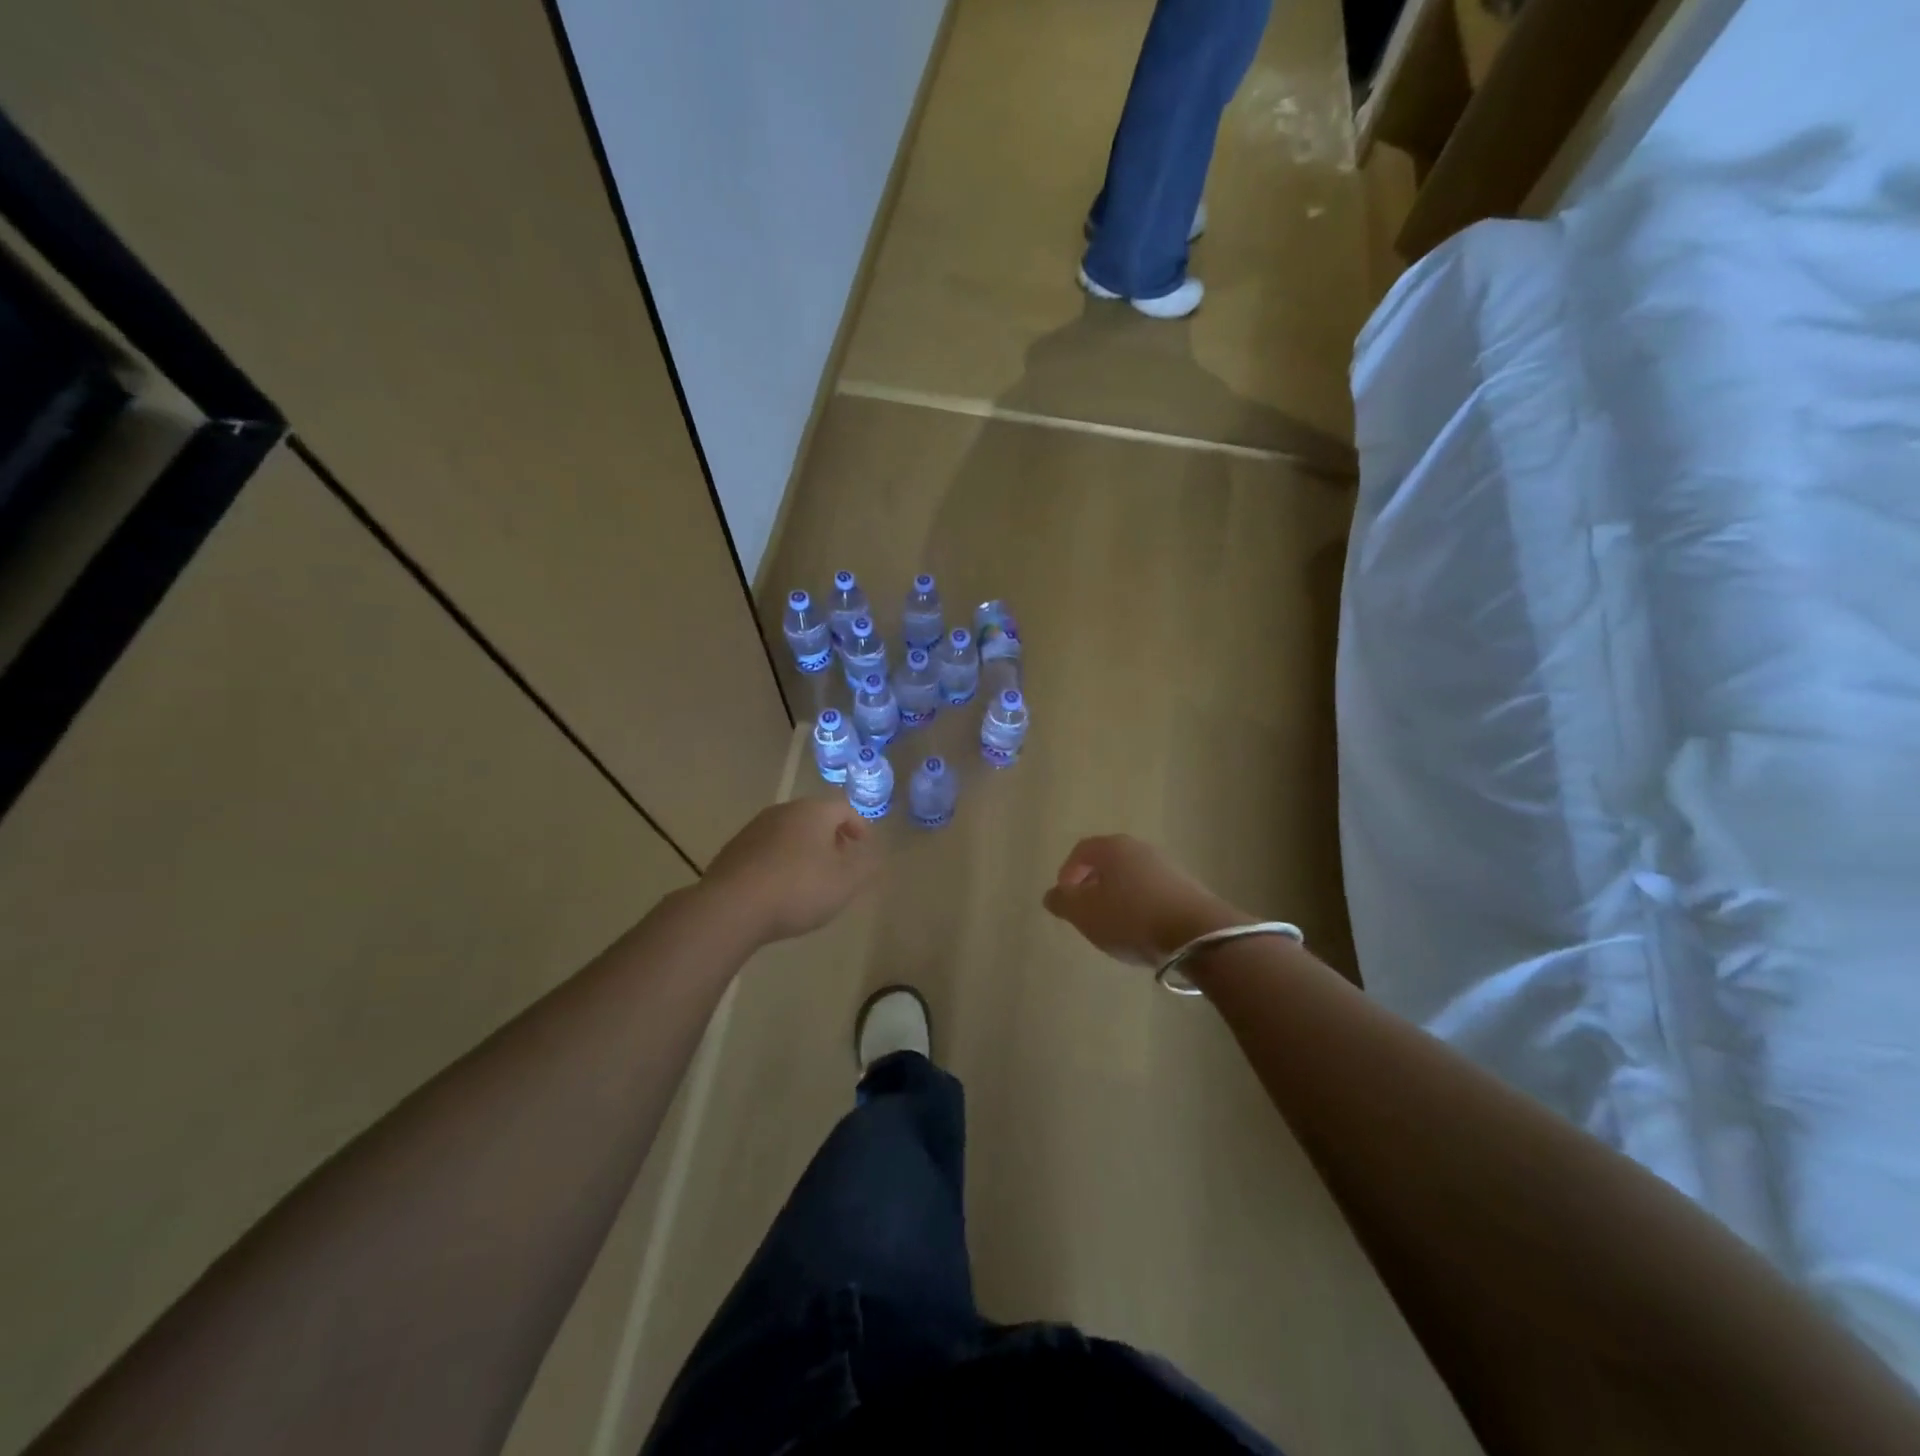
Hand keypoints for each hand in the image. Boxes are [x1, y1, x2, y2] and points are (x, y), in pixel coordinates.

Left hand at [699, 799, 878, 943]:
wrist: (732, 907)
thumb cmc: (798, 889)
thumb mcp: (845, 882)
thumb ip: (865, 865)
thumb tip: (872, 853)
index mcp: (813, 811)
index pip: (844, 808)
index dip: (859, 826)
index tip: (865, 847)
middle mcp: (783, 811)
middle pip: (814, 817)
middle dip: (831, 837)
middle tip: (841, 861)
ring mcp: (754, 828)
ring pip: (789, 833)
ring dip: (804, 849)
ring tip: (812, 878)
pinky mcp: (734, 850)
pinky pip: (767, 850)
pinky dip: (780, 862)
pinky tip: (781, 888)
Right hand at [1043, 834, 1249, 966]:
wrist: (1197, 934)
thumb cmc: (1131, 918)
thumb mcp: (1085, 914)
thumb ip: (1063, 902)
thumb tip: (1052, 894)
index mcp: (1112, 848)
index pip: (1081, 850)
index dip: (1067, 873)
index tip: (1065, 899)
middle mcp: (1140, 848)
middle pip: (1108, 861)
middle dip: (1092, 884)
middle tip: (1086, 911)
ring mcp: (1166, 866)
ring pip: (1131, 876)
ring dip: (1117, 896)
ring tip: (1113, 924)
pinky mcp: (1186, 887)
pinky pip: (1152, 891)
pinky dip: (1140, 905)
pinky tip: (1141, 930)